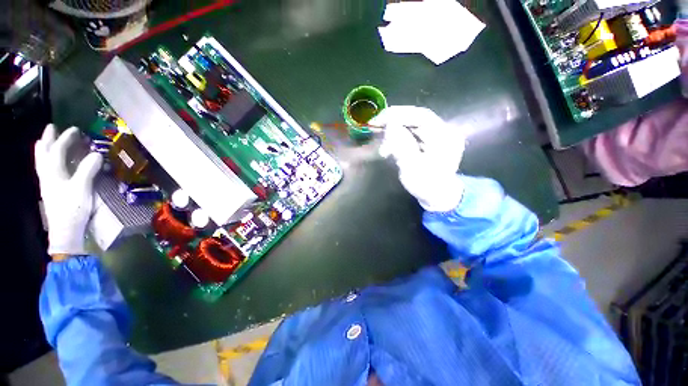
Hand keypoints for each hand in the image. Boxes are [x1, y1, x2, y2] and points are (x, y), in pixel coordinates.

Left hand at [34, 124, 102, 256]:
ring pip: (40, 161)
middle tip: (53, 129)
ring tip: (48, 142)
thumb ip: (88, 168)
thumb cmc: (72, 212)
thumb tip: (97, 154)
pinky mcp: (47, 195)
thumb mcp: (82, 189)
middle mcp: (46, 173)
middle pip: (42, 150)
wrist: (65, 240)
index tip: (78, 131)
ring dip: (44, 149)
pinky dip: (45, 162)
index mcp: (53, 169)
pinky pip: (42, 171)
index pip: (59, 145)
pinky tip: (50, 165)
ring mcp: (45, 185)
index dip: (68, 135)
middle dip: (48, 137)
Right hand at [370, 106, 465, 211]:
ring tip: (381, 135)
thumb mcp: (412, 169)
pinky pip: (416, 128)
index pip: (421, 116)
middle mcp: (446, 131)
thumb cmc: (427, 186)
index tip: (379, 119)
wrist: (440, 197)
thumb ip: (402, 145)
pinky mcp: (434, 137)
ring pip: (415, 121)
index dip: (399, 114)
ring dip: (396, 126)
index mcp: (445, 137)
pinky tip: (391, 140)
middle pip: (418, 116)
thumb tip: (391, 125)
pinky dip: (402, 131)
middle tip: (375, 124)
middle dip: (395, 119)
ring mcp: (441, 133)